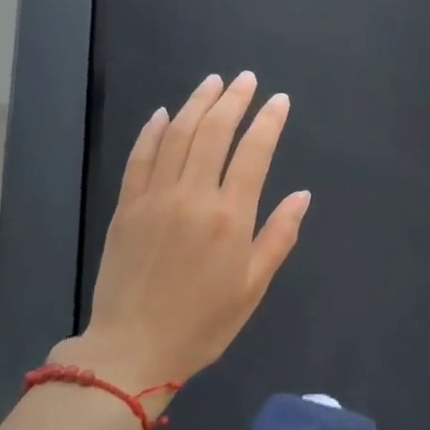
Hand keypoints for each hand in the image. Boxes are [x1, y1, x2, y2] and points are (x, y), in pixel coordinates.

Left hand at [54, 72, 309, 402]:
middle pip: (214, 132)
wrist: (131, 350)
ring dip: (196, 103)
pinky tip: (162, 114)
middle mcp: (193, 196)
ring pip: (176, 135)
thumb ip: (278, 236)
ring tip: (213, 82)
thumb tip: (302, 195)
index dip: (268, 121)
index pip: (254, 152)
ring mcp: (155, 197)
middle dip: (233, 100)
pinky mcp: (127, 206)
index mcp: (230, 216)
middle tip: (246, 79)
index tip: (279, 100)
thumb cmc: (202, 323)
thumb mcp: (252, 287)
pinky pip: (140, 157)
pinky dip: (152, 131)